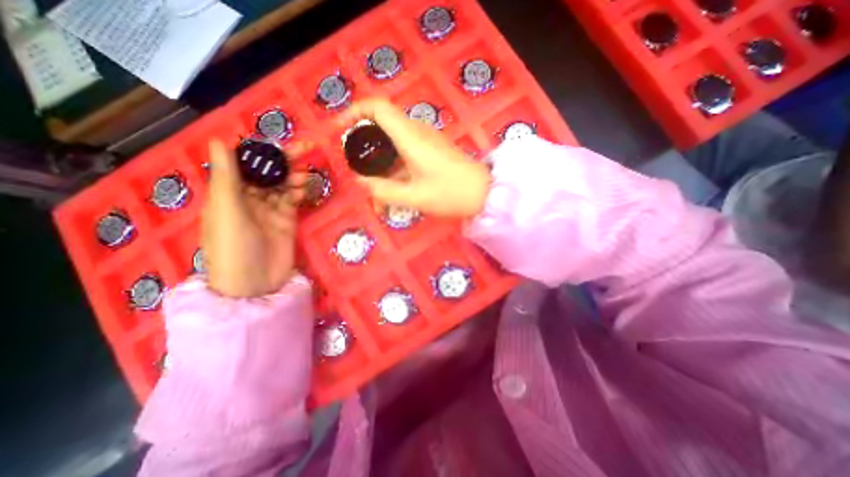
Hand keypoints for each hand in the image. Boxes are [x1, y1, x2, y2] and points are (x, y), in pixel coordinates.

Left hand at [204, 137, 309, 298]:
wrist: (255, 282)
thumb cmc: (233, 245)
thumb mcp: (226, 209)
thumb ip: (227, 176)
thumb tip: (220, 140)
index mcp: (229, 192)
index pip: (245, 163)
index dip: (261, 150)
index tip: (279, 141)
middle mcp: (250, 197)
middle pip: (269, 172)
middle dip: (285, 160)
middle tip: (306, 149)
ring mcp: (270, 209)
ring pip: (284, 184)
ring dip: (295, 177)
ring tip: (305, 175)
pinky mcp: (287, 219)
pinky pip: (294, 199)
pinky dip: (300, 191)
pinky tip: (306, 188)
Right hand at [336, 98, 488, 217]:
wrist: (484, 192)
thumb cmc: (451, 194)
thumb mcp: (415, 197)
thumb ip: (384, 191)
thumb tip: (361, 182)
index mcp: (411, 138)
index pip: (377, 107)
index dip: (354, 111)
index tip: (339, 128)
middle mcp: (417, 131)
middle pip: (383, 120)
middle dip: (363, 136)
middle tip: (354, 160)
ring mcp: (427, 138)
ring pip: (394, 135)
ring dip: (379, 151)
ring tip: (371, 175)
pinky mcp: (433, 147)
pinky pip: (406, 145)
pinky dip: (393, 158)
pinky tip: (392, 178)